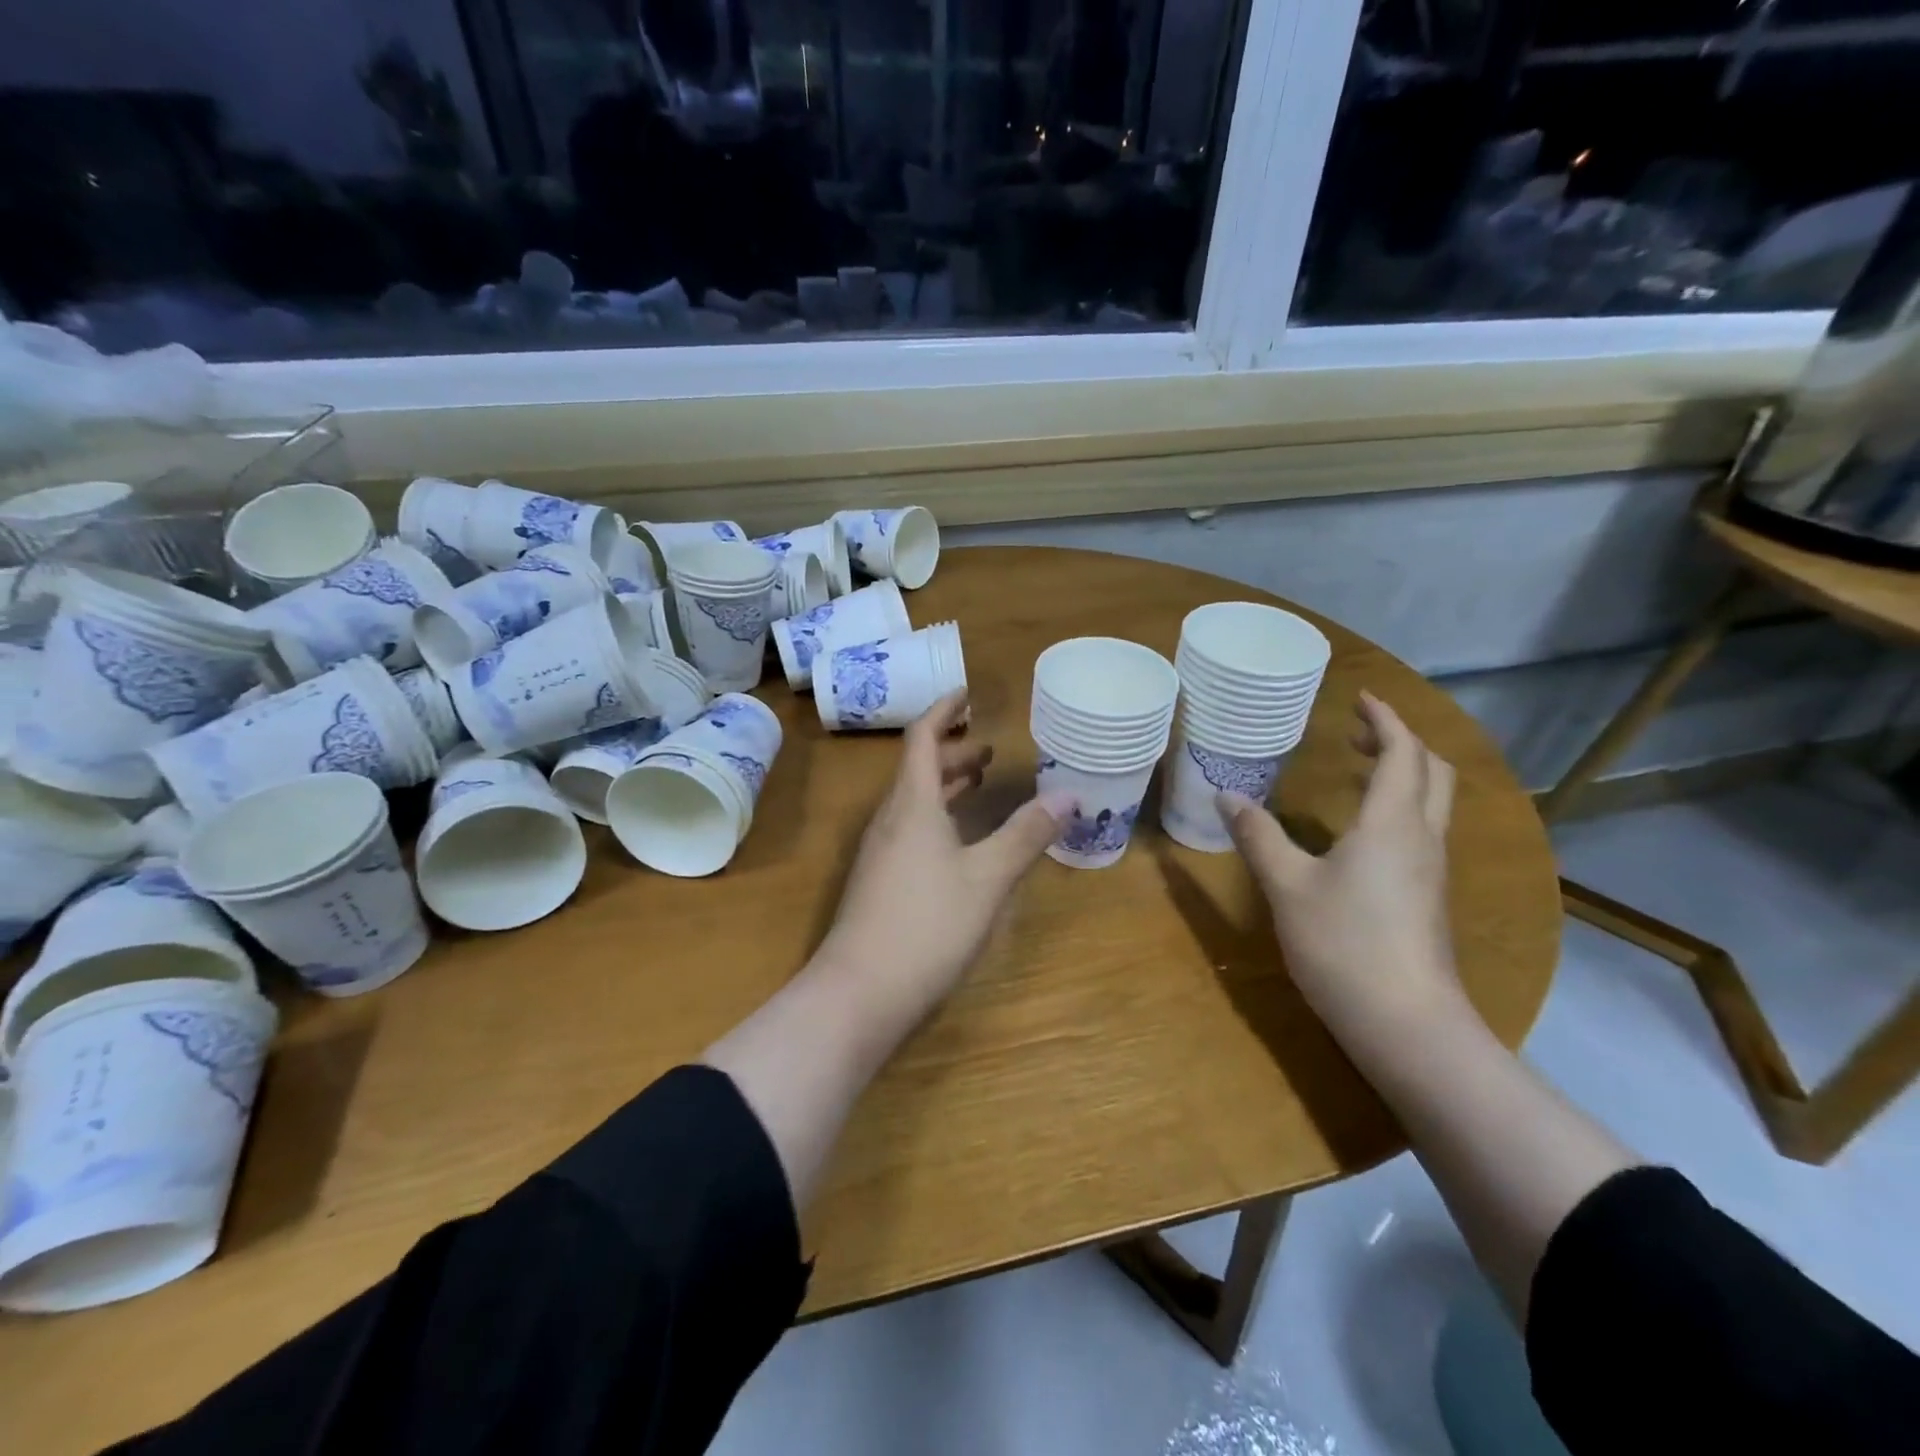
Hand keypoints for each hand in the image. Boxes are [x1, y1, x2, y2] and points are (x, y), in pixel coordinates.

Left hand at [813, 692, 1071, 1013]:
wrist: (859, 993)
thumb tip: (1069, 794)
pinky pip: (910, 829)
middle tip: (988, 748)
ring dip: (944, 785)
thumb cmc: (926, 925)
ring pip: (913, 802)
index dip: (943, 711)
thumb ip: (1026, 834)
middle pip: (917, 769)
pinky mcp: (879, 882)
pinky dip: (937, 816)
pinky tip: (958, 842)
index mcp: (911, 805)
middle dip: (951, 752)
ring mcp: (879, 853)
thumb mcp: (987, 878)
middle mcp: (890, 820)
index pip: (922, 739)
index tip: (966, 693)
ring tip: (978, 784)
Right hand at [1219, 691, 1460, 1042]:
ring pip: (1431, 802)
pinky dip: (1399, 806)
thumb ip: (1258, 836)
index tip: (1360, 698)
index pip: (1402, 753)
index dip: (1385, 720)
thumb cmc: (1343, 944)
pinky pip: (1422, 830)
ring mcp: (1431, 870)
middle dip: (1400, 742)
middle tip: (1357, 733)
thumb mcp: (1287, 886)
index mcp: (1391, 823)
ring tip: (1359, 770)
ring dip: (1403, 773)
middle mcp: (1422, 838)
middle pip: (1431, 772)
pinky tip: (1362, 829)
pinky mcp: (1428, 897)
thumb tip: (1226, 796)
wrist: (1406, 1024)